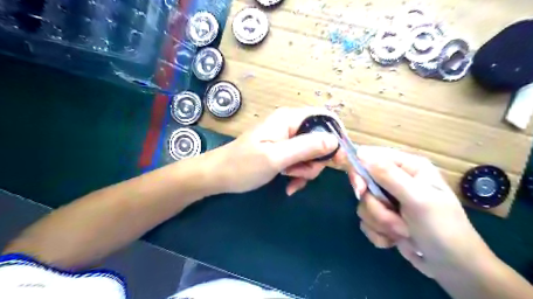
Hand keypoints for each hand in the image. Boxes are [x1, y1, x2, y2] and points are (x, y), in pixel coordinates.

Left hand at [211, 108, 339, 192]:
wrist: (218, 176)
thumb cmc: (243, 165)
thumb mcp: (276, 157)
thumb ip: (305, 147)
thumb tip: (335, 141)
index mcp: (289, 119)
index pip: (324, 117)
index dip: (336, 136)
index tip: (338, 159)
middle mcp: (290, 125)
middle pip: (320, 139)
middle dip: (316, 160)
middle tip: (301, 174)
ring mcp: (286, 138)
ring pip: (311, 153)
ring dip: (306, 170)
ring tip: (290, 179)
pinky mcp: (282, 151)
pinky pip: (300, 161)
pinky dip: (299, 173)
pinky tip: (289, 185)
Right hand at [353, 146, 492, 278]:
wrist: (453, 269)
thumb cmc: (443, 229)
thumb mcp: (418, 199)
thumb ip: (388, 175)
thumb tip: (360, 153)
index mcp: (407, 167)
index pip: (370, 156)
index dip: (358, 169)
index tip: (359, 189)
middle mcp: (395, 179)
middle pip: (363, 182)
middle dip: (375, 204)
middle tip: (391, 215)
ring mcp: (388, 200)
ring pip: (363, 204)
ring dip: (380, 222)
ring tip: (403, 232)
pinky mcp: (382, 217)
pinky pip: (365, 220)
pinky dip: (378, 233)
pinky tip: (395, 240)